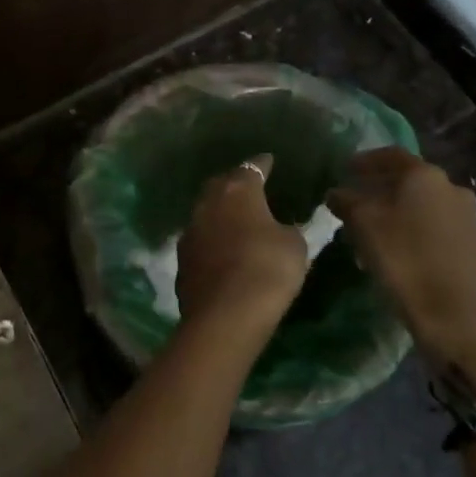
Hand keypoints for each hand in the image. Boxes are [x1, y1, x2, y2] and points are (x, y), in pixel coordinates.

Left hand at [175, 155, 307, 325]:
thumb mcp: (294, 246)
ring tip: (235, 220)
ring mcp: (190, 232)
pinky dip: (212, 241)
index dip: (262, 164)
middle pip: (220, 186)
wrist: (225, 315)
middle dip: (234, 184)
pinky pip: (200, 241)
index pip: (251, 168)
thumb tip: (279, 228)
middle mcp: (207, 205)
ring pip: (205, 213)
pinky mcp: (182, 261)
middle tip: (249, 187)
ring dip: (219, 214)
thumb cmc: (267, 269)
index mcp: (237, 191)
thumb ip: (287, 229)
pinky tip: (222, 250)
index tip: (269, 161)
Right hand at [327, 149, 475, 367]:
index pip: (391, 155)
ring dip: (406, 216)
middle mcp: (454, 191)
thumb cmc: (403, 261)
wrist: (457, 319)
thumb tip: (337, 192)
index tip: (346, 170)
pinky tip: (411, 258)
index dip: (365, 161)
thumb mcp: (363, 226)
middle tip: (362, 206)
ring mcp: (473, 221)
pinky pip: (446, 235)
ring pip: (430, 209)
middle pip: (413, 183)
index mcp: (425, 177)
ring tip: (384, 236)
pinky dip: (425, 237)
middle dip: (385, 191)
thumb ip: (347, 202)